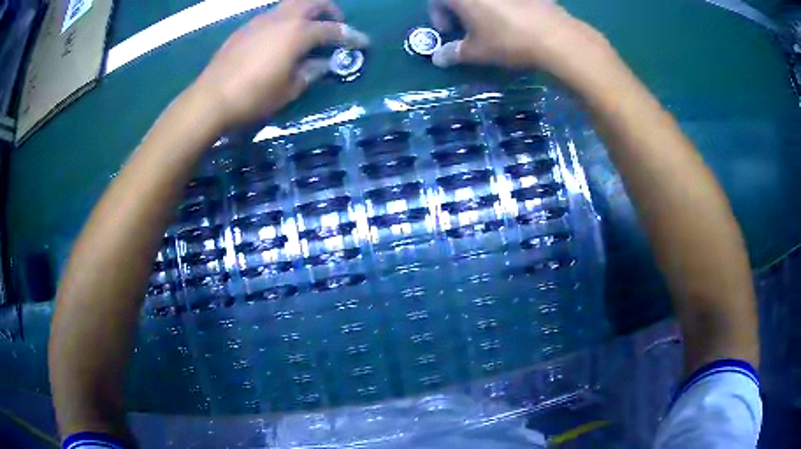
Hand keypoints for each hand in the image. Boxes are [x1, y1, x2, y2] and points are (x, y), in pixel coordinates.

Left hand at [191, 0, 368, 130]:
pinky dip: (285, 20)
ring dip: (306, 12)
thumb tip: (323, 64)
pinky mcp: (245, 28)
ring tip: (308, 30)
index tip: (363, 43)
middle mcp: (282, 19)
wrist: (210, 98)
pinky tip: (280, 39)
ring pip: (290, 5)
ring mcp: (260, 20)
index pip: (332, 30)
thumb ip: (311, 72)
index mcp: (297, 33)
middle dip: (330, 9)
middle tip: (335, 24)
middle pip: (313, 2)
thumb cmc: (253, 97)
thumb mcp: (289, 90)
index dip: (351, 36)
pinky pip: (272, 16)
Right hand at [429, 0, 616, 87]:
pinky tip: (513, 20)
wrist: (554, 37)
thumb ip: (453, 53)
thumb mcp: (476, 52)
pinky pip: (505, 1)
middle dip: (458, 10)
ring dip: (480, 7)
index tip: (450, 32)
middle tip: (468, 28)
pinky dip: (503, 6)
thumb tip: (438, 58)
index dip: (438, 16)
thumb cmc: (507, 41)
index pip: (436, 0)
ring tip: (491, 25)